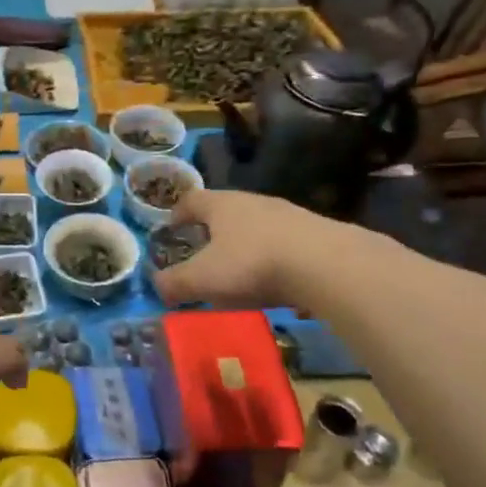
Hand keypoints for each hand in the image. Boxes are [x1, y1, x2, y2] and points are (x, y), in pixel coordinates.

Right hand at [151, 189, 349, 309]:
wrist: (327, 265)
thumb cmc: (252, 264)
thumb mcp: (202, 279)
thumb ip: (175, 283)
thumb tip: (158, 286)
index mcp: (221, 205)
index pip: (192, 200)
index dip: (178, 212)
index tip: (170, 227)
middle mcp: (254, 202)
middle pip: (226, 209)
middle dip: (212, 229)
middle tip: (203, 251)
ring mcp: (289, 215)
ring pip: (257, 226)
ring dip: (244, 244)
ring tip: (239, 270)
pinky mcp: (316, 234)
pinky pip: (284, 244)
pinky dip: (273, 258)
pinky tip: (275, 281)